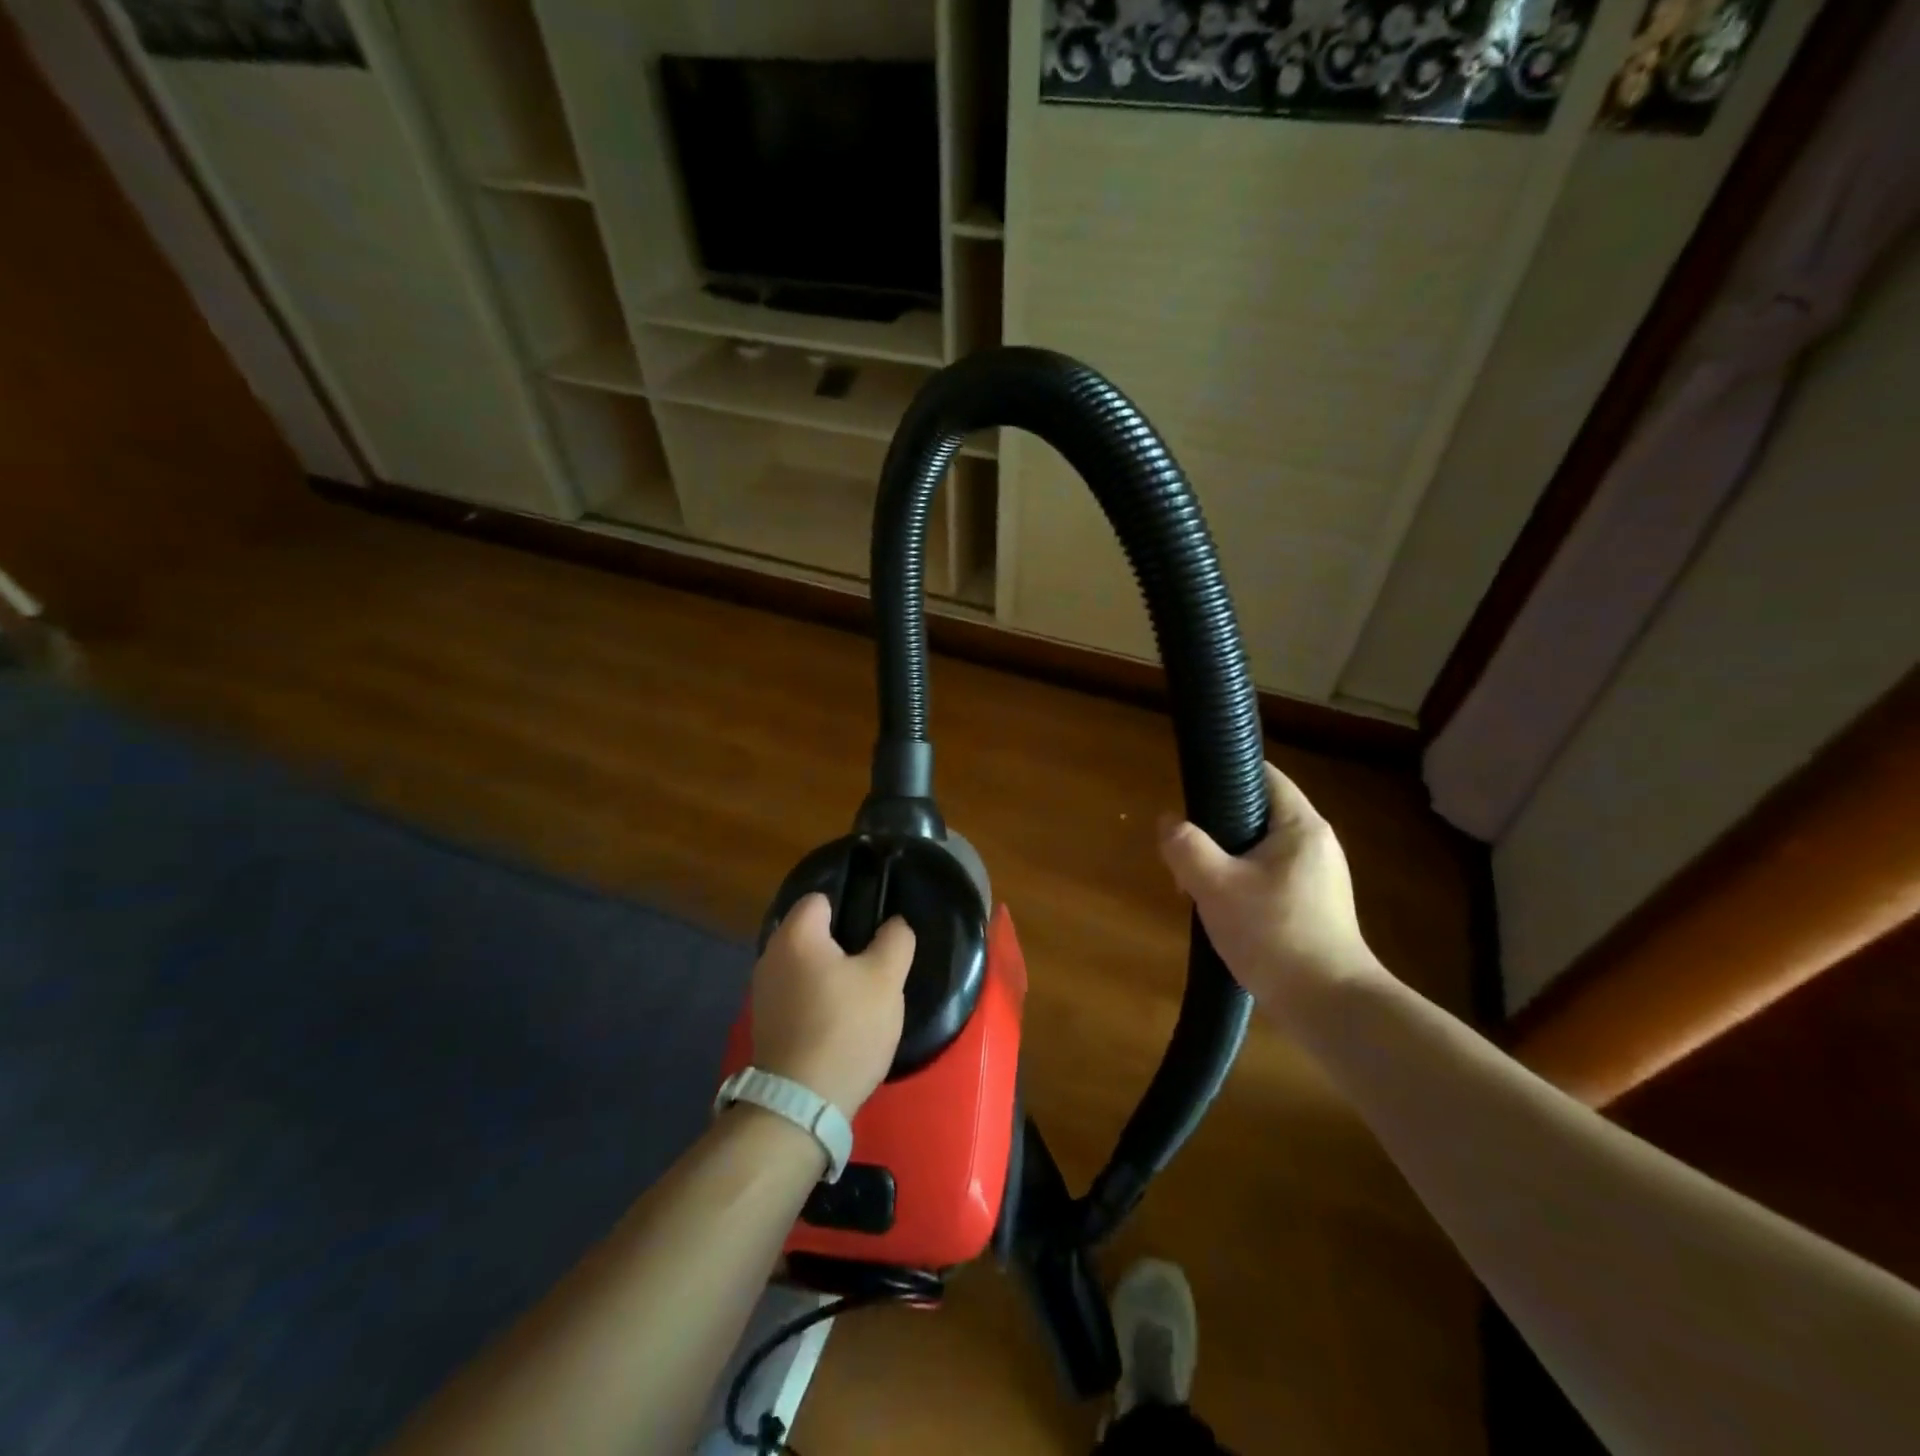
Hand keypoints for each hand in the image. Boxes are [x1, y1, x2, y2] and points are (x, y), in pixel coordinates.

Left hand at [751, 893, 915, 1115]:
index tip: (874, 928)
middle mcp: (770, 955)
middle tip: (874, 961)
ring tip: (860, 993)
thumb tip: (893, 924)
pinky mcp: (765, 1023)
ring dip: (828, 972)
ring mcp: (762, 992)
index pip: (820, 898)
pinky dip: (815, 998)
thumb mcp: (887, 979)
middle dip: (841, 941)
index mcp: (796, 935)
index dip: (850, 906)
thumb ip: (895, 940)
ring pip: (803, 964)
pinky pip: (795, 993)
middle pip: (810, 932)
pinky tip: (839, 1019)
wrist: (801, 1103)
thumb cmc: (846, 1027)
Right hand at [1159, 762, 1384, 1009]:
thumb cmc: (1274, 934)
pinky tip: (1225, 912)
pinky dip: (1243, 884)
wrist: (1329, 1006)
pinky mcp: (1315, 906)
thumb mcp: (1216, 886)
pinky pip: (1270, 877)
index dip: (1225, 773)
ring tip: (1198, 887)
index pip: (1263, 775)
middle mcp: (1316, 843)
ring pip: (1259, 850)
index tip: (1191, 792)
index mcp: (1301, 826)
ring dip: (1226, 861)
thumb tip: (1168, 821)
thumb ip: (1186, 847)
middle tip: (1186, 853)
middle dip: (1217, 828)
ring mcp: (1319, 877)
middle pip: (1257, 813)